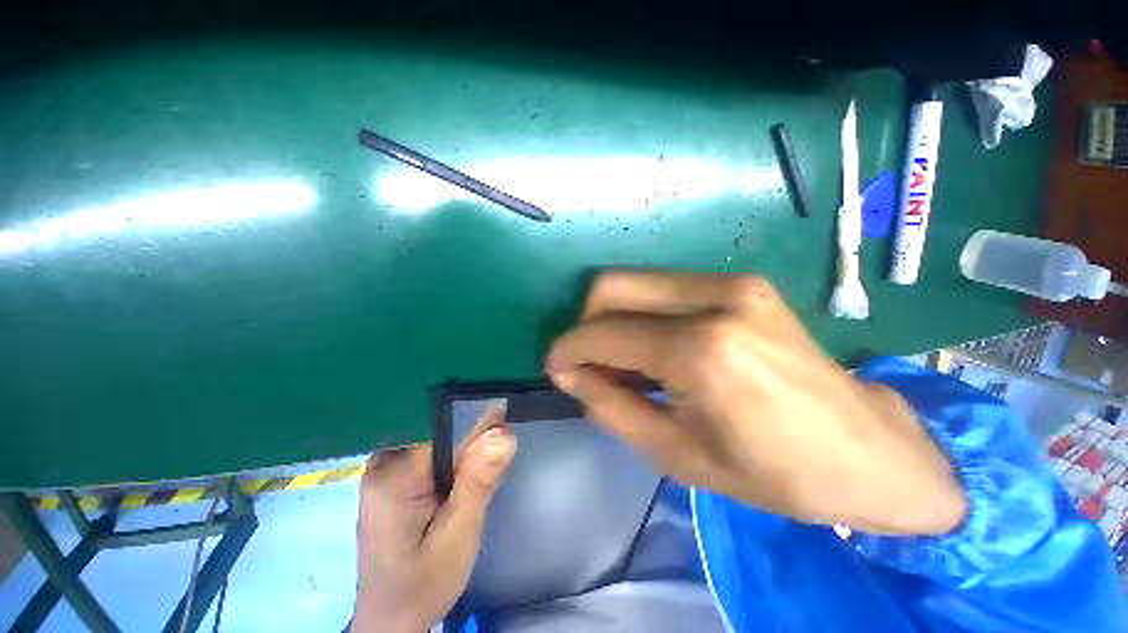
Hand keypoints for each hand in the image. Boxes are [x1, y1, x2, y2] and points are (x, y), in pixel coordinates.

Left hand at [352, 407, 516, 632]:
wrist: (391, 623)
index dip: (479, 441)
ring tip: (465, 502)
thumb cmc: (422, 584)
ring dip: (462, 469)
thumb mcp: (458, 535)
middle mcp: (383, 464)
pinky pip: (432, 462)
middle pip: (444, 440)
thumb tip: (504, 433)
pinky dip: (451, 476)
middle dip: (470, 459)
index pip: (449, 434)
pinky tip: (455, 500)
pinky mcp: (391, 483)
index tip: (502, 449)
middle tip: (478, 495)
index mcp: (394, 473)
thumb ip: (479, 481)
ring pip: (440, 450)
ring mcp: (384, 472)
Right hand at [546, 272, 965, 535]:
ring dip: (613, 318)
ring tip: (623, 363)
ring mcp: (732, 282)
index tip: (555, 368)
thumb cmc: (772, 473)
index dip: (568, 349)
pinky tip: (654, 348)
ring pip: (635, 281)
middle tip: (589, 363)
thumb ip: (609, 405)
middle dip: (585, 324)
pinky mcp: (742, 281)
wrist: (866, 451)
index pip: (604, 333)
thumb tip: (570, 372)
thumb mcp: (674, 453)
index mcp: (701, 351)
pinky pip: (664, 287)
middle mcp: (715, 299)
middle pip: (612, 286)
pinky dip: (642, 313)